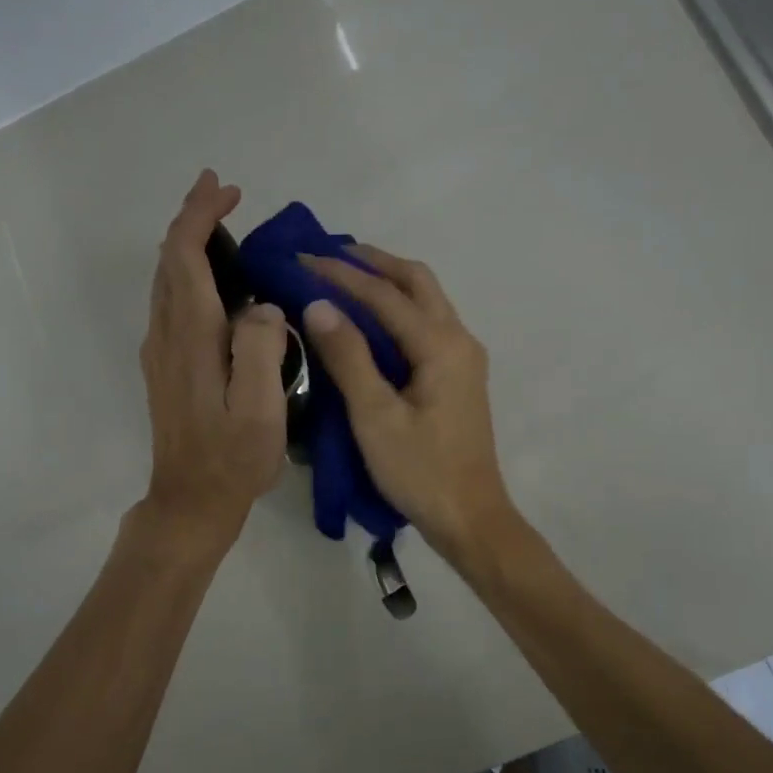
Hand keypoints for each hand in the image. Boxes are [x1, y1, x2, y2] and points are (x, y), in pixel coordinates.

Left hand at [138, 171, 289, 551]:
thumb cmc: (232, 459)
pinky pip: (170, 303)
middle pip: (169, 260)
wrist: (190, 502)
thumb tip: (260, 307)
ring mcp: (161, 352)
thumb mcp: (260, 408)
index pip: (185, 257)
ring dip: (186, 244)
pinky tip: (211, 281)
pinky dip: (186, 273)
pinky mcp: (165, 368)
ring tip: (217, 224)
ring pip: (165, 280)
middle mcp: (167, 335)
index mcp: (192, 337)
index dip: (200, 216)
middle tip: (221, 192)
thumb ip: (261, 348)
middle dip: (190, 219)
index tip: (226, 190)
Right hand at [300, 246, 517, 565]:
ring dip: (389, 281)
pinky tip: (372, 319)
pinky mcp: (459, 375)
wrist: (469, 517)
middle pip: (418, 281)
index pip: (384, 294)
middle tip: (330, 254)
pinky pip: (428, 323)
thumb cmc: (420, 471)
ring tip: (346, 275)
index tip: (302, 258)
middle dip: (374, 263)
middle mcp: (459, 339)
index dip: (341, 274)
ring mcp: (464, 357)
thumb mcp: (375, 416)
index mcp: (441, 345)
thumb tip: (319, 304)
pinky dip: (399, 307)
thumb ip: (348, 357)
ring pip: (427, 299)